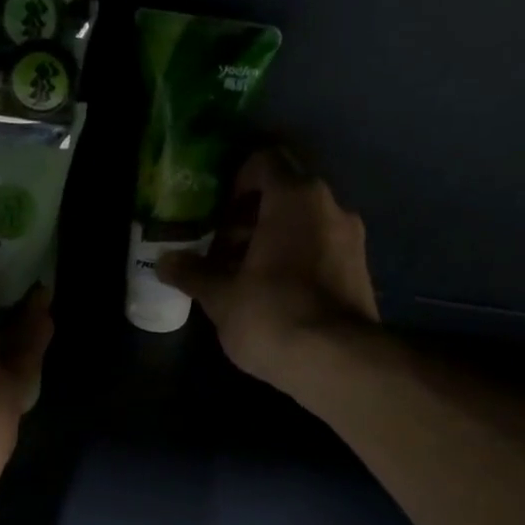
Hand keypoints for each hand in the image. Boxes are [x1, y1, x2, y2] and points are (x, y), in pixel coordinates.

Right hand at [156, 148, 378, 394]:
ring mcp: (351, 239)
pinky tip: (275, 296)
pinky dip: (297, 261)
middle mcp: (330, 206)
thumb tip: (164, 260)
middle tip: (221, 250)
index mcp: (295, 198)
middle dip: (250, 218)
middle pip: (285, 195)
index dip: (235, 182)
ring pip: (305, 225)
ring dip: (274, 241)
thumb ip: (193, 273)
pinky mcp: (360, 271)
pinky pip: (321, 251)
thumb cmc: (272, 316)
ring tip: (244, 278)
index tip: (216, 215)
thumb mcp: (221, 297)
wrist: (336, 362)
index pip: (264, 162)